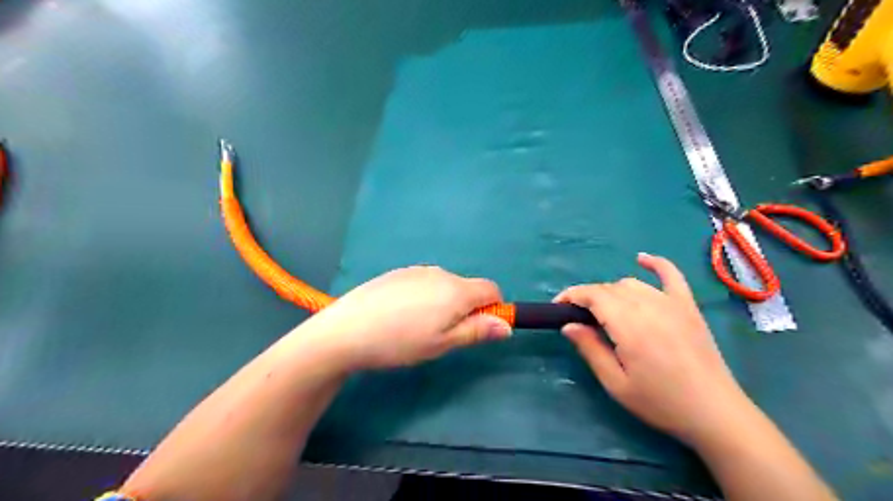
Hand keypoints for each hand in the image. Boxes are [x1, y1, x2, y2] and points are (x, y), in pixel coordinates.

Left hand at [297, 264, 512, 369]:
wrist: (347, 329)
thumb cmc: (400, 342)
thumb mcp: (442, 344)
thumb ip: (477, 331)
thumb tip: (506, 325)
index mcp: (456, 290)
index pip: (491, 289)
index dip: (493, 308)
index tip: (478, 328)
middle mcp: (440, 273)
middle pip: (467, 287)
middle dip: (466, 308)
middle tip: (443, 335)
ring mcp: (417, 270)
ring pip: (444, 285)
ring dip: (444, 303)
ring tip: (417, 327)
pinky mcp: (398, 272)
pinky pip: (424, 282)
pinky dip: (424, 296)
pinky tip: (400, 315)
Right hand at [557, 254, 750, 446]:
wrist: (714, 413)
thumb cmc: (660, 402)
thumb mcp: (616, 384)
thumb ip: (590, 349)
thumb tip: (568, 325)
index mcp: (629, 326)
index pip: (593, 296)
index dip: (571, 296)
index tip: (557, 306)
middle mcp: (649, 306)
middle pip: (609, 289)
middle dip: (589, 297)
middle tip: (580, 319)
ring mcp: (672, 303)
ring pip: (631, 284)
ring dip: (612, 292)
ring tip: (606, 311)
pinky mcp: (688, 306)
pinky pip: (671, 275)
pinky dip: (655, 263)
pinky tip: (641, 259)